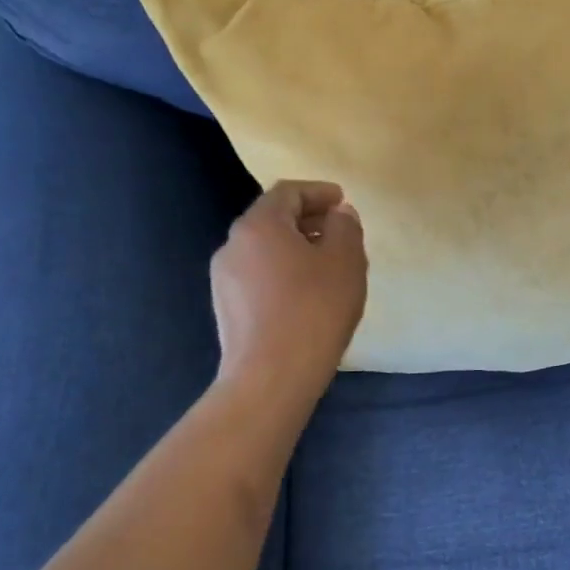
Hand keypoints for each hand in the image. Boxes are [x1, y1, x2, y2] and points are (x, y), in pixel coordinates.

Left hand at [209, 181, 367, 385]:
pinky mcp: (226, 308)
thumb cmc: (315, 309)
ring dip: (296, 249)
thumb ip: (345, 227)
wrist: (271, 377)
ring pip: (265, 250)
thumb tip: (338, 214)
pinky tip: (306, 295)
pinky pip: (258, 276)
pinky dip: (283, 273)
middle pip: (273, 219)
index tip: (343, 201)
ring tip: (328, 266)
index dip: (318, 192)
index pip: (288, 192)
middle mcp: (233, 244)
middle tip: (340, 232)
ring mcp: (224, 278)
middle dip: (308, 220)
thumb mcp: (346, 261)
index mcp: (259, 225)